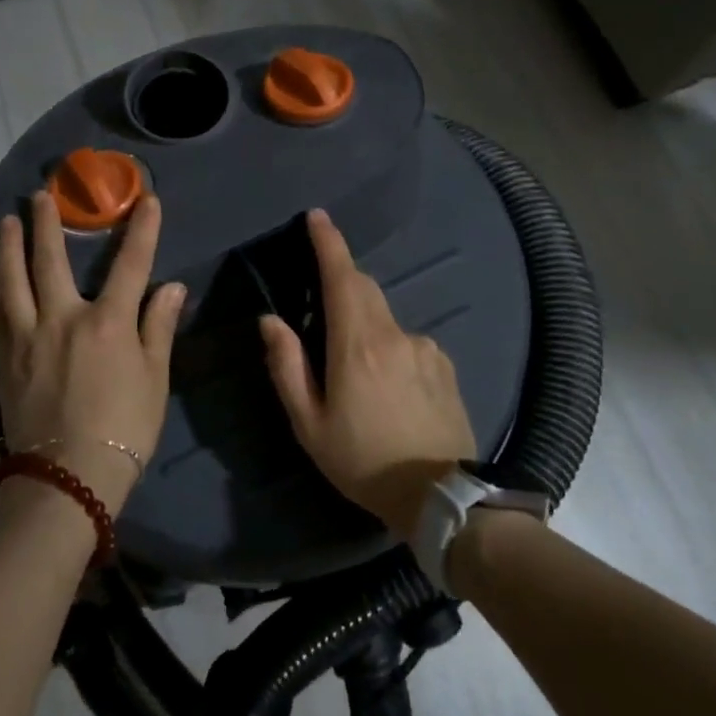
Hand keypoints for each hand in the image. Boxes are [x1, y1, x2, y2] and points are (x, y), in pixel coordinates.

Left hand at [0, 190, 186, 514]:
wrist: (68, 476)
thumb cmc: (123, 430)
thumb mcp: (155, 380)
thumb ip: (159, 328)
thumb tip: (173, 287)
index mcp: (108, 324)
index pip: (130, 265)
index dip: (141, 230)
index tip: (146, 199)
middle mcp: (63, 318)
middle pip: (52, 260)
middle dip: (48, 223)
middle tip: (41, 195)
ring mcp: (27, 336)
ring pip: (11, 279)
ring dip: (8, 246)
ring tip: (5, 221)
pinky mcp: (4, 357)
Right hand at [260, 208, 475, 539]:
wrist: (441, 498)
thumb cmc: (363, 461)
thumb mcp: (309, 423)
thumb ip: (287, 366)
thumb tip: (271, 320)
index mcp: (356, 345)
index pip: (342, 278)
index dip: (328, 243)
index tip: (317, 217)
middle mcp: (394, 335)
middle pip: (365, 289)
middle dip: (342, 279)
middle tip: (321, 297)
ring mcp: (425, 348)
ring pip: (386, 318)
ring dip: (365, 324)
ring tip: (356, 370)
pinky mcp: (444, 365)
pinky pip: (409, 341)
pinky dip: (391, 347)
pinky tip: (389, 387)